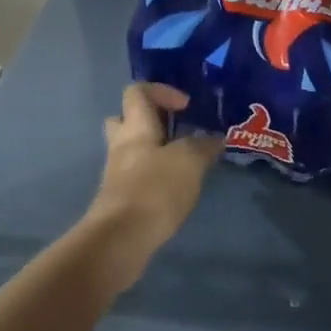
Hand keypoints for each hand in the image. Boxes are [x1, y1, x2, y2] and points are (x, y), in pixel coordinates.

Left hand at [84, 83, 221, 291]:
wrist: (120, 240)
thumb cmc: (154, 189)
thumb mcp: (189, 161)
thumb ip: (203, 145)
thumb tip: (214, 138)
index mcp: (135, 126)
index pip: (137, 91)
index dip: (162, 91)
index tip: (186, 107)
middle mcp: (121, 144)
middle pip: (126, 118)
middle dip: (152, 120)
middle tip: (177, 130)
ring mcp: (117, 172)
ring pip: (132, 149)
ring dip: (154, 150)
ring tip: (182, 161)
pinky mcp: (120, 198)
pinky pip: (136, 175)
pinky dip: (154, 175)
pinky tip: (175, 187)